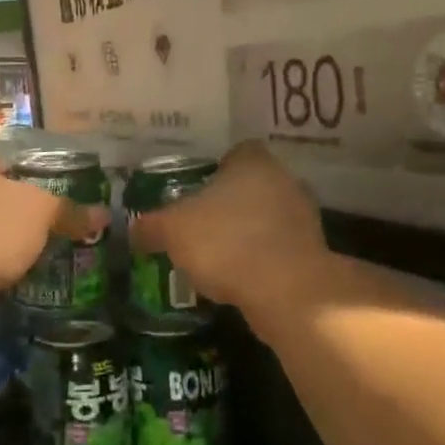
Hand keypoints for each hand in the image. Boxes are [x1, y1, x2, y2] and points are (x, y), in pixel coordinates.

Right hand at [129, 142, 326, 308]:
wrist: (286, 291)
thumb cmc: (225, 242)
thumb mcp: (172, 231)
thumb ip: (151, 226)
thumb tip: (133, 229)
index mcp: (253, 163)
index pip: (236, 152)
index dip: (215, 168)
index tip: (195, 188)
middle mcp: (284, 181)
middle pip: (252, 185)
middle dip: (229, 202)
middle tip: (199, 221)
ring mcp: (303, 218)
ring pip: (267, 216)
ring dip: (246, 231)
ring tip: (215, 254)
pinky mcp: (311, 253)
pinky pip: (277, 248)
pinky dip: (259, 258)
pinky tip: (237, 276)